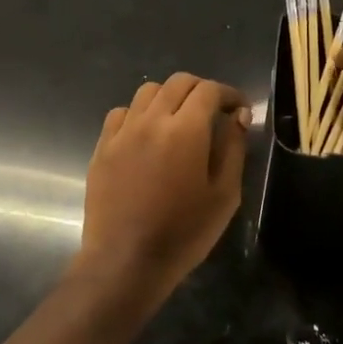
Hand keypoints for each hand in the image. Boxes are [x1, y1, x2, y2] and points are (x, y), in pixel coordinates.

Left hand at [74, 72, 250, 308]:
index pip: (209, 90)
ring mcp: (122, 132)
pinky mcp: (102, 148)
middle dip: (202, 90)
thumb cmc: (184, 232)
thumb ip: (233, 148)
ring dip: (170, 97)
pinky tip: (147, 135)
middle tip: (215, 112)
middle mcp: (151, 120)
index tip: (240, 110)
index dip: (229, 94)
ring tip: (180, 120)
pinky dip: (139, 114)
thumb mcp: (224, 195)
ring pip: (147, 92)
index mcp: (185, 130)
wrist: (126, 261)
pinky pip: (121, 114)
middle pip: (178, 82)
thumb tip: (238, 117)